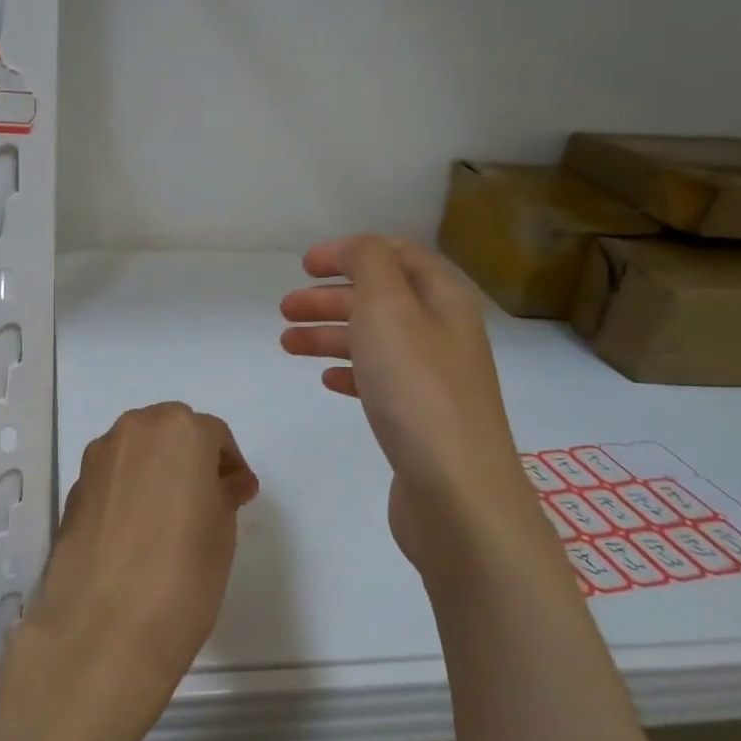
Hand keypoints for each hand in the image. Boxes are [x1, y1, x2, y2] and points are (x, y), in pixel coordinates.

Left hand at [5, 402, 257, 740]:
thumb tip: (226, 482)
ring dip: (157, 470)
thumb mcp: (222, 530)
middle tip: (207, 499)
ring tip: (171, 516)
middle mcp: (134, 430)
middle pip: (170, 432)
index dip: (229, 463)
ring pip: (137, 451)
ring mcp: (98, 458)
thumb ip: (224, 494)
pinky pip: (113, 477)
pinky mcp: (74, 489)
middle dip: (190, 458)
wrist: (104, 626)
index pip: (213, 435)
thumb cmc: (184, 573)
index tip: (239, 494)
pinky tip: (138, 531)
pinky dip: (129, 490)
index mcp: (180, 430)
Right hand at [279, 236, 543, 580]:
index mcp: (444, 299)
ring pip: (375, 341)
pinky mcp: (421, 419)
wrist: (456, 491)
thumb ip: (368, 264)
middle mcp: (444, 333)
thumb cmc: (417, 390)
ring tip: (287, 344)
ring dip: (330, 335)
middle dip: (331, 298)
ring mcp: (435, 379)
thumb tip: (355, 250)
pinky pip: (379, 381)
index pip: (397, 256)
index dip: (351, 253)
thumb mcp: (388, 308)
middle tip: (284, 309)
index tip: (305, 265)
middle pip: (381, 299)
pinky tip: (326, 381)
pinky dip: (349, 372)